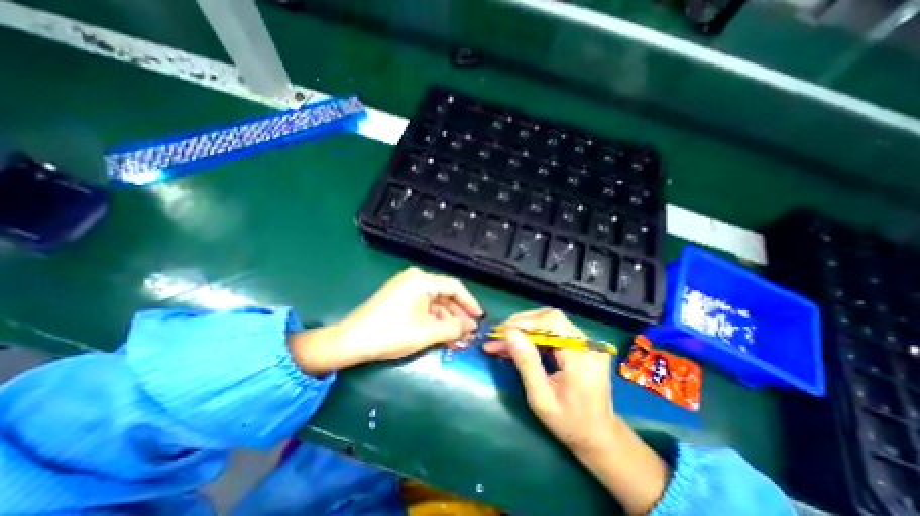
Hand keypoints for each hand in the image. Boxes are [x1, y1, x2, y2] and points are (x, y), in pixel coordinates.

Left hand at [290, 265, 484, 374]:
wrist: (351, 341)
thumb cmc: (392, 333)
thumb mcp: (427, 332)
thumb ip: (453, 328)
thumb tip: (471, 326)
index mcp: (421, 280)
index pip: (454, 287)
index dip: (469, 302)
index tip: (479, 317)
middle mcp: (414, 279)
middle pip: (444, 294)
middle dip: (458, 314)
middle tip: (469, 331)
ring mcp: (405, 288)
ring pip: (434, 302)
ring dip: (446, 319)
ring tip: (457, 337)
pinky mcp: (399, 298)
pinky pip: (423, 306)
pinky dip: (433, 319)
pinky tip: (441, 334)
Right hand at [482, 308, 617, 453]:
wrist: (599, 435)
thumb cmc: (569, 423)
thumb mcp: (541, 398)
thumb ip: (526, 362)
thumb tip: (509, 332)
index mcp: (583, 358)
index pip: (553, 322)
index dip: (525, 321)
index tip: (502, 331)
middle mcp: (589, 344)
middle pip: (550, 318)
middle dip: (521, 324)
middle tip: (498, 336)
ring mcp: (587, 342)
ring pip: (549, 322)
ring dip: (524, 330)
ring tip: (503, 341)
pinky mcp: (582, 344)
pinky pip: (554, 332)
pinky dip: (534, 336)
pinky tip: (518, 345)